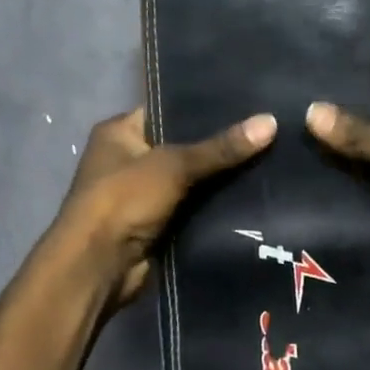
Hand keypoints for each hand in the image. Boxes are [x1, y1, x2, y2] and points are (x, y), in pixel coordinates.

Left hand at [56, 107, 277, 311]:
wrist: (98, 267)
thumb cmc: (124, 200)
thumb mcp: (174, 165)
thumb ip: (221, 147)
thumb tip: (271, 121)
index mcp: (119, 132)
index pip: (167, 109)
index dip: (204, 106)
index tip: (248, 102)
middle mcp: (128, 159)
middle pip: (183, 145)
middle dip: (220, 144)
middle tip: (267, 130)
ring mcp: (142, 194)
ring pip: (192, 179)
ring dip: (221, 177)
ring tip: (271, 159)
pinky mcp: (157, 224)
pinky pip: (194, 207)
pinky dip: (216, 205)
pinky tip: (255, 194)